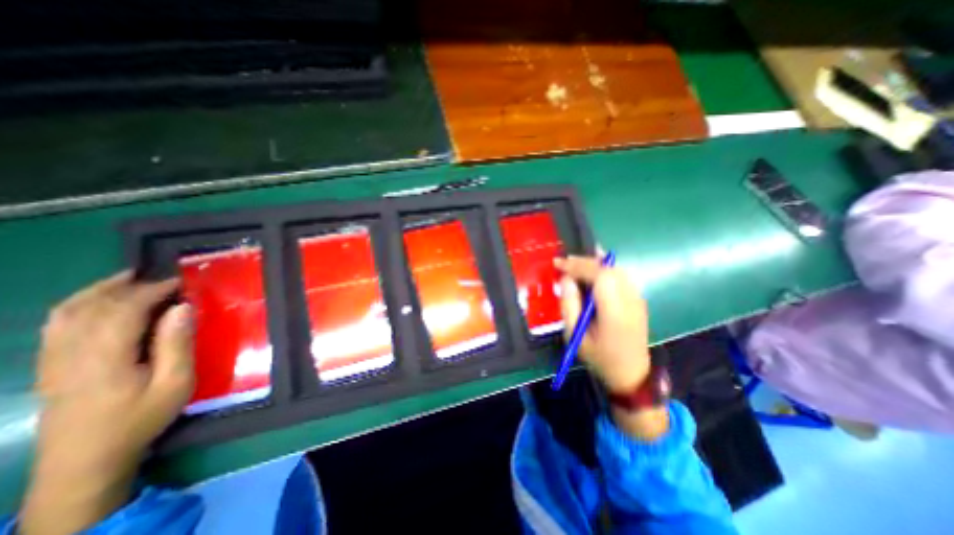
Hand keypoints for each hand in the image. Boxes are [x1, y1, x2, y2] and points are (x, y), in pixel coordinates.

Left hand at [22, 272, 192, 533]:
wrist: (84, 461)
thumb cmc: (140, 419)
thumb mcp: (174, 383)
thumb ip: (177, 344)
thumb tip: (183, 308)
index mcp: (106, 357)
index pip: (124, 310)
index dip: (152, 290)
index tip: (180, 282)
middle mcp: (71, 352)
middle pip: (92, 306)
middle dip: (128, 286)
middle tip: (161, 278)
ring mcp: (54, 359)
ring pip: (67, 313)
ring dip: (99, 291)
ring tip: (128, 279)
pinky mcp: (50, 366)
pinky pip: (56, 325)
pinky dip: (78, 305)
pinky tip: (98, 303)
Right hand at [556, 257, 664, 440]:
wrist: (631, 373)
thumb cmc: (599, 357)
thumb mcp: (574, 334)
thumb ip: (569, 304)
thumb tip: (565, 279)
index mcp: (614, 312)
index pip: (600, 276)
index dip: (578, 265)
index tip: (558, 263)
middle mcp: (630, 300)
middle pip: (609, 268)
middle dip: (583, 261)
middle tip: (563, 263)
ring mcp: (637, 298)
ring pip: (616, 268)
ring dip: (594, 263)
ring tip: (574, 265)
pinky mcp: (638, 298)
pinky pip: (620, 275)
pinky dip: (604, 268)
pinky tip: (591, 271)